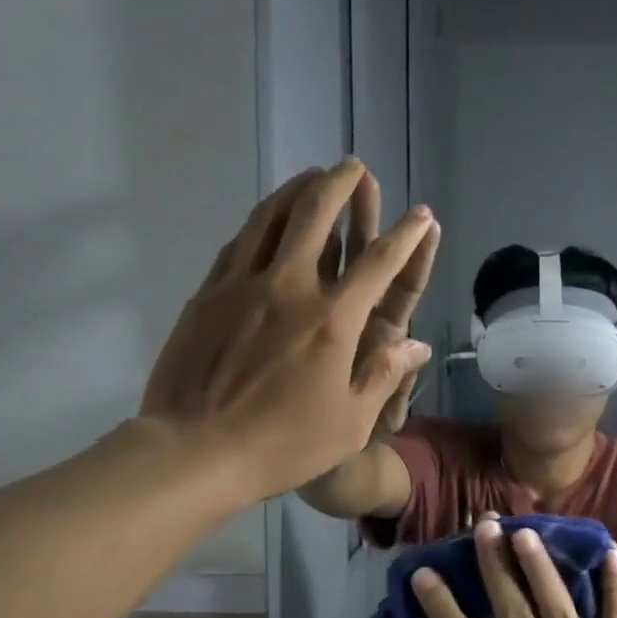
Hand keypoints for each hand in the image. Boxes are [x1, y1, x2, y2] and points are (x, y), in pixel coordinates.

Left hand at [141, 161, 436, 501]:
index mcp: (333, 321)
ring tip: (312, 175)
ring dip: (297, 189)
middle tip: (354, 166)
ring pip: (272, 217)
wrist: (195, 450)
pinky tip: (267, 219)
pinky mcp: (208, 293)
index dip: (406, 236)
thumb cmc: (282, 445)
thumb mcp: (350, 424)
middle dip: (341, 184)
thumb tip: (417, 344)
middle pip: (318, 215)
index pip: (379, 264)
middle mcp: (290, 287)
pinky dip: (260, 222)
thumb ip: (384, 377)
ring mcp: (243, 284)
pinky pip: (239, 242)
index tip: (421, 216)